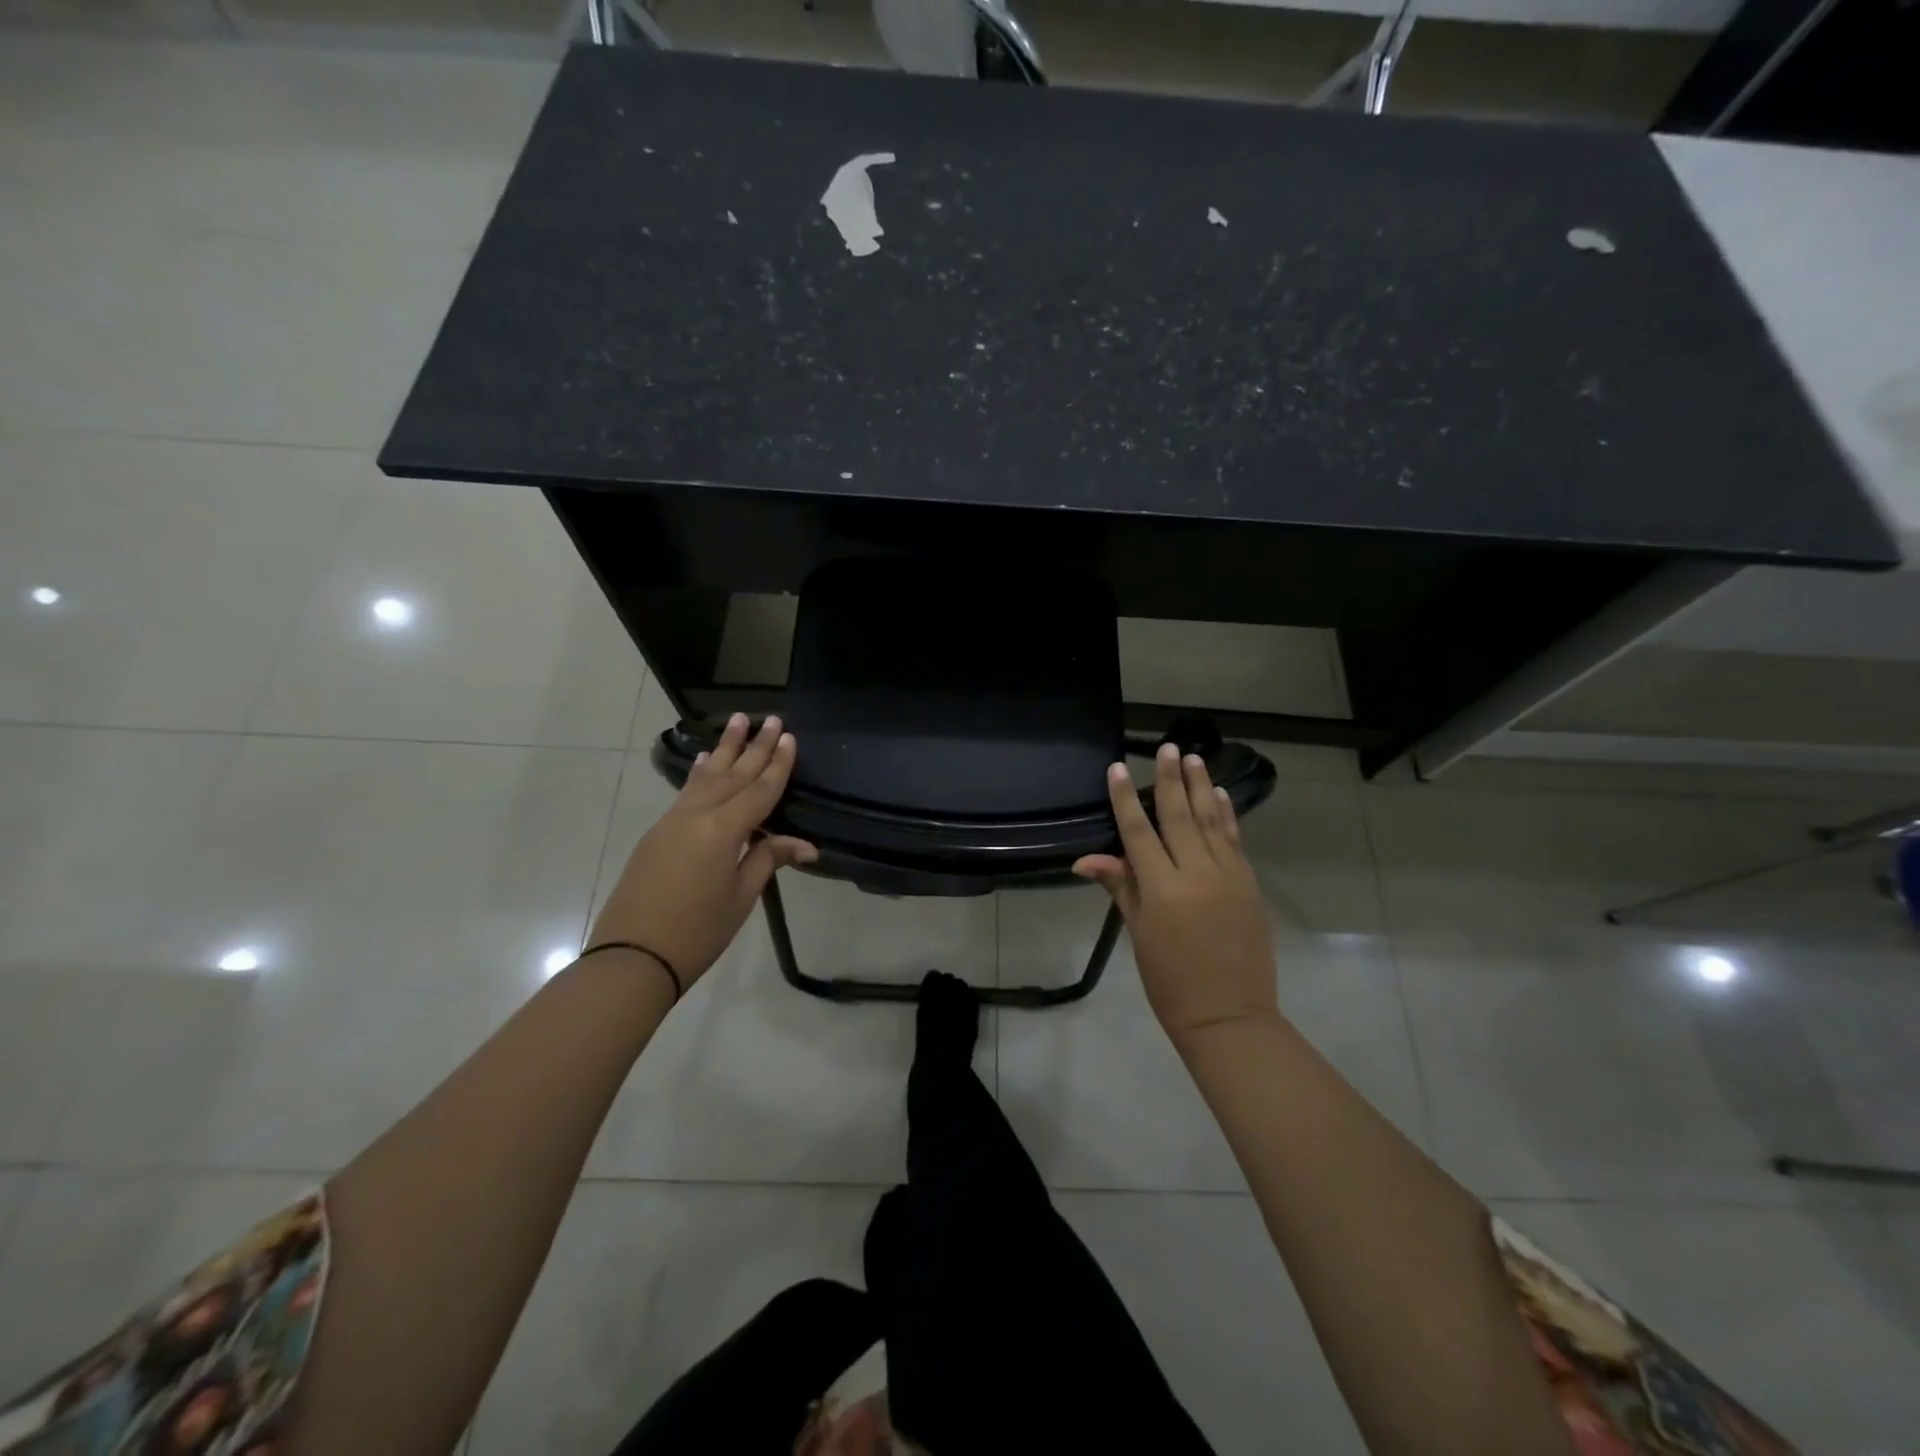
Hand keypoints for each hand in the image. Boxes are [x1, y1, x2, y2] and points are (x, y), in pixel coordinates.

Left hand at [588, 713, 816, 990]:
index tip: (788, 736)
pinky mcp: (658, 833)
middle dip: (755, 746)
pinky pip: (686, 792)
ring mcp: (673, 821)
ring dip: (725, 749)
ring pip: (707, 776)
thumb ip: (768, 860)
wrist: (632, 957)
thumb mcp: (740, 896)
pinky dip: (700, 773)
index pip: (759, 790)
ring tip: (738, 720)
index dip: (777, 764)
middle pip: (734, 774)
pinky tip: (705, 760)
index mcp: (724, 830)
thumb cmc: (697, 931)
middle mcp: (698, 815)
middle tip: (771, 717)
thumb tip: (806, 845)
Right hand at [1072, 744, 1277, 1044]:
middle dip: (1170, 779)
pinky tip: (1220, 795)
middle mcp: (1196, 874)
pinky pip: (1234, 841)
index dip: (1125, 799)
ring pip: (1211, 821)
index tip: (1117, 768)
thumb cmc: (1170, 981)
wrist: (1229, 1015)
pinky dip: (1226, 815)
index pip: (1138, 832)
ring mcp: (1228, 876)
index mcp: (1162, 889)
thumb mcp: (1139, 933)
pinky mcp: (1249, 884)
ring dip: (1201, 787)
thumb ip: (1120, 887)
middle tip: (1168, 747)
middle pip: (1179, 816)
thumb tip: (1085, 859)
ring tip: (1194, 757)